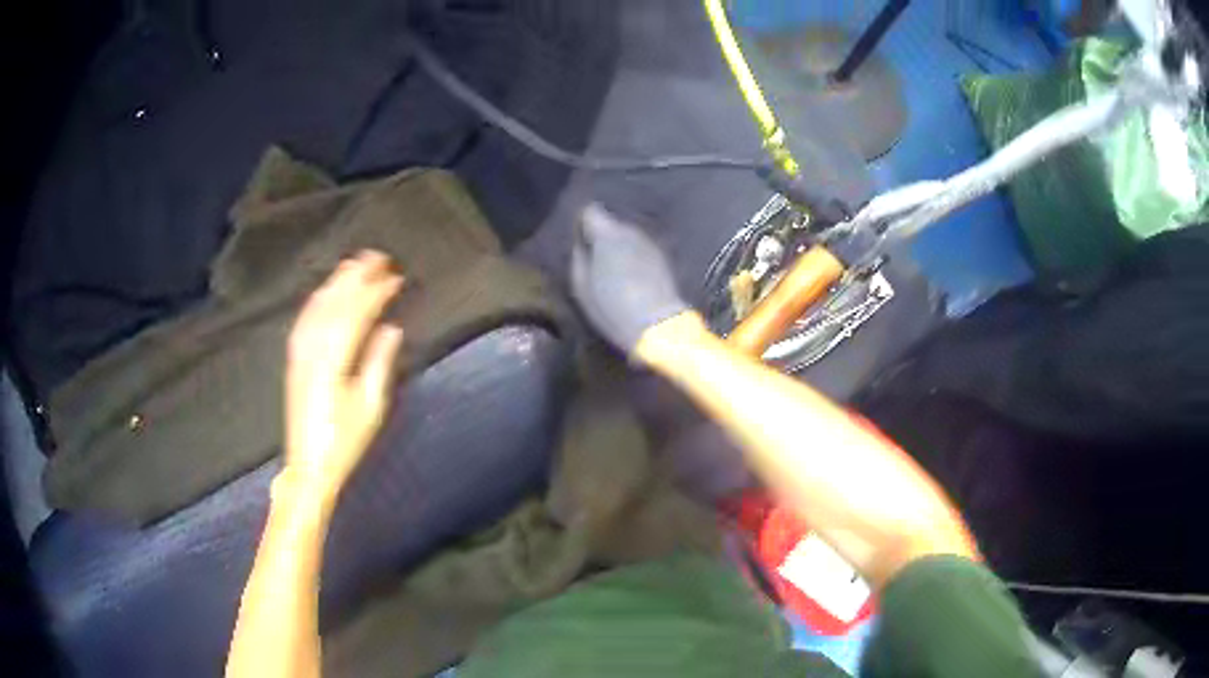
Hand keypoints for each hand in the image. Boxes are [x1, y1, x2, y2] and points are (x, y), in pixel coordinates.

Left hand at [283, 251, 404, 505]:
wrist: (309, 465)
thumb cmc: (345, 440)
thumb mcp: (370, 406)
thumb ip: (379, 362)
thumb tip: (391, 328)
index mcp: (334, 361)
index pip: (357, 314)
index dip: (376, 292)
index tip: (395, 277)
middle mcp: (313, 349)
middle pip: (334, 303)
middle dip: (355, 277)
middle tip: (376, 256)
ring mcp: (300, 352)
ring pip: (317, 307)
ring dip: (336, 282)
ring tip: (353, 264)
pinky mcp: (294, 359)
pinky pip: (304, 319)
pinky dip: (317, 300)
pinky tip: (325, 292)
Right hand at [570, 204, 688, 353]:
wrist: (658, 324)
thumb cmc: (611, 306)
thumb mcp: (581, 286)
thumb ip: (578, 257)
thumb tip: (581, 244)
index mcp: (606, 233)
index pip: (590, 210)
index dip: (583, 224)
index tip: (579, 240)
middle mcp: (630, 230)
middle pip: (611, 225)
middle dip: (603, 238)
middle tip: (595, 261)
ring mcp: (650, 243)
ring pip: (628, 238)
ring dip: (620, 249)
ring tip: (614, 272)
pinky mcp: (663, 259)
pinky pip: (641, 252)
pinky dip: (635, 259)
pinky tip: (632, 279)